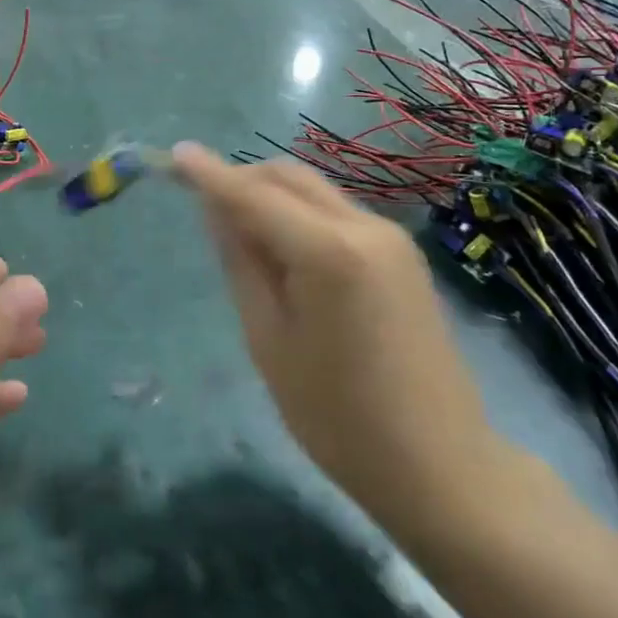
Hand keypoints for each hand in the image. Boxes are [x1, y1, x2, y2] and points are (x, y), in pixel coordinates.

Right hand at [172, 143, 505, 544]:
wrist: (440, 464)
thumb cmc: (338, 417)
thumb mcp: (270, 340)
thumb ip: (242, 263)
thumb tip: (217, 210)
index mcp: (329, 251)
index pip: (255, 195)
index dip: (211, 174)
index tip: (177, 153)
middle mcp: (365, 227)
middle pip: (289, 178)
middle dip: (242, 179)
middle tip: (201, 203)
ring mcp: (390, 238)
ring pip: (314, 192)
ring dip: (271, 196)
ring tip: (238, 234)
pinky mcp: (402, 255)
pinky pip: (337, 214)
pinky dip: (300, 216)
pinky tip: (284, 251)